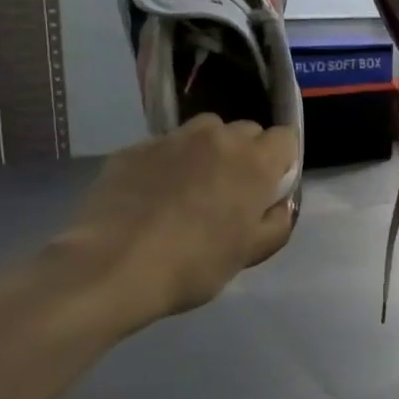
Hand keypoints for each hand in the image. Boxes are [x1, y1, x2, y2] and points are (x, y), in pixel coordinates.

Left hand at [57, 115, 296, 328]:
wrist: (113, 266)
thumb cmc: (194, 265)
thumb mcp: (250, 254)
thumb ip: (276, 223)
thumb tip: (278, 206)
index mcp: (253, 162)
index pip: (285, 138)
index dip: (281, 162)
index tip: (269, 189)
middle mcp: (216, 137)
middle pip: (245, 131)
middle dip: (245, 155)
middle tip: (230, 193)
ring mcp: (171, 139)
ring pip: (203, 132)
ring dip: (207, 152)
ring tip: (190, 189)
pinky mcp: (134, 148)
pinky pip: (164, 148)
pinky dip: (167, 164)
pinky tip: (152, 198)